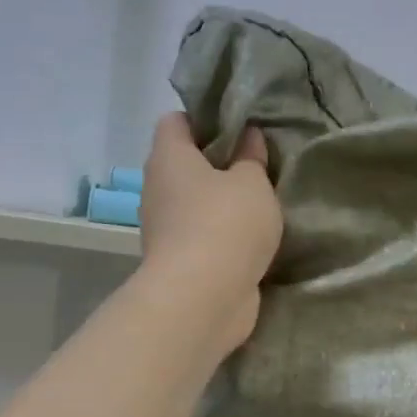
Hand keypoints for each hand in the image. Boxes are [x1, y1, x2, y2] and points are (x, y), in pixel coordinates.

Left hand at [139, 113, 282, 355]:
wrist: (203, 298)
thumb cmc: (226, 225)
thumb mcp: (253, 183)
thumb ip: (252, 158)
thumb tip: (249, 136)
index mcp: (169, 157)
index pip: (175, 121)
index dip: (205, 118)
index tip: (238, 127)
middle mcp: (157, 187)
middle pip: (184, 163)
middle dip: (217, 162)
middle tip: (256, 164)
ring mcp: (163, 227)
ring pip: (193, 201)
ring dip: (220, 201)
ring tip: (258, 202)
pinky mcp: (177, 260)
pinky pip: (200, 234)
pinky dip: (220, 233)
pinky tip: (250, 237)